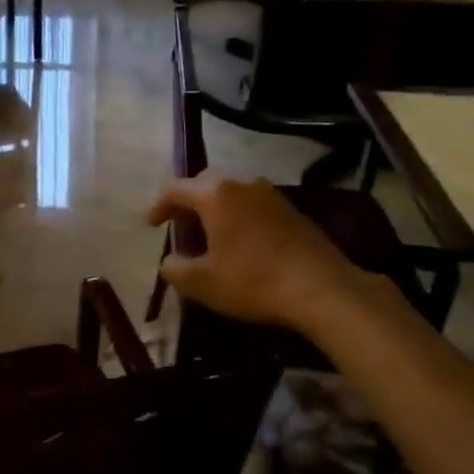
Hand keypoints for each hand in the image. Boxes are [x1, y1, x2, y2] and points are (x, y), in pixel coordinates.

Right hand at [146, 172, 388, 335]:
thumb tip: (169, 262)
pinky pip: (253, 206)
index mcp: (215, 195)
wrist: (322, 289)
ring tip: (210, 236)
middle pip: (205, 184)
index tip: (151, 224)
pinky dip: (239, 217)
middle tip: (180, 227)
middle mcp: (242, 184)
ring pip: (232, 193)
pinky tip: (241, 243)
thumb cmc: (253, 281)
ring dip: (215, 210)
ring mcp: (271, 195)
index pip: (175, 189)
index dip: (158, 206)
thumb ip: (175, 269)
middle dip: (188, 202)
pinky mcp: (292, 210)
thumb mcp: (202, 283)